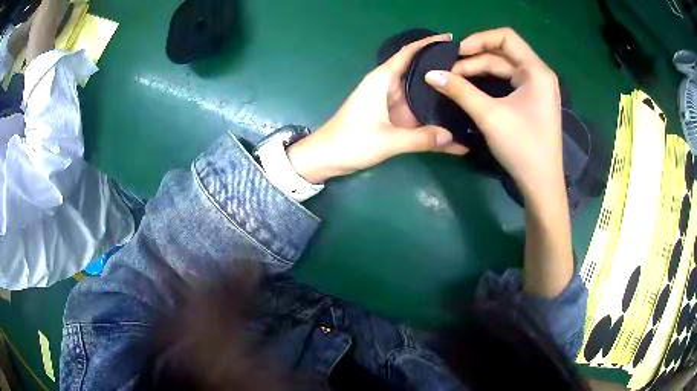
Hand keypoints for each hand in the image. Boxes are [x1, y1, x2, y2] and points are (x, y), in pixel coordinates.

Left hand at [288, 34, 468, 183]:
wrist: (326, 159)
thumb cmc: (350, 143)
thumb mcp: (386, 141)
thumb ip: (420, 139)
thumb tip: (452, 137)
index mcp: (382, 80)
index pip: (407, 53)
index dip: (427, 43)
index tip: (450, 39)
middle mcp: (389, 87)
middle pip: (419, 71)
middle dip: (441, 69)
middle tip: (469, 70)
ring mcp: (392, 103)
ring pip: (421, 93)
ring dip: (440, 92)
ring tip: (468, 91)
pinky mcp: (393, 118)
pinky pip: (418, 113)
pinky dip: (432, 117)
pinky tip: (453, 124)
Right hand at [424, 27, 563, 202]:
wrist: (541, 184)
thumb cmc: (522, 147)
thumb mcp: (489, 115)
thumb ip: (460, 90)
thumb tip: (430, 74)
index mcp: (537, 71)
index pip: (506, 37)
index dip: (479, 39)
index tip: (457, 53)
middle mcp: (540, 74)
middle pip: (503, 53)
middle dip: (475, 59)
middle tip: (449, 71)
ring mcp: (538, 89)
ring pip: (504, 68)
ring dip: (480, 71)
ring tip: (455, 80)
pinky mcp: (533, 101)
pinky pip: (509, 82)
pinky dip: (490, 82)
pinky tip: (472, 88)